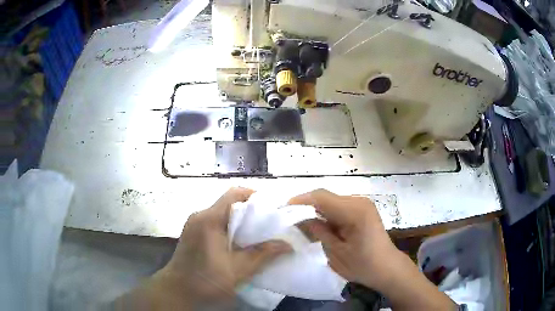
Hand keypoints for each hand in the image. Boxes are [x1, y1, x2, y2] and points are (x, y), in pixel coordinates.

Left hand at [164, 187, 291, 300]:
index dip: (255, 196)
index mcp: (209, 219)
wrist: (177, 291)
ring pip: (223, 214)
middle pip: (229, 203)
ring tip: (259, 234)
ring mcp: (195, 224)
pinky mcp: (193, 233)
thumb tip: (287, 244)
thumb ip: (263, 255)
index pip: (234, 194)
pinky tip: (240, 243)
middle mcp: (200, 216)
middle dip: (251, 211)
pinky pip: (215, 223)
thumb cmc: (206, 280)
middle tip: (270, 223)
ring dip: (241, 221)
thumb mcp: (238, 270)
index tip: (273, 209)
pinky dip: (230, 228)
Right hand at [289, 189, 398, 290]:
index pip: (321, 197)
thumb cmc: (363, 265)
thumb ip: (319, 232)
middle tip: (292, 221)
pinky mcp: (363, 210)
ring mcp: (362, 204)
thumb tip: (304, 219)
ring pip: (331, 202)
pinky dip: (327, 215)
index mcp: (354, 211)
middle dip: (307, 207)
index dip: (301, 200)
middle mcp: (359, 202)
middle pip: (326, 197)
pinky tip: (321, 227)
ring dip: (317, 212)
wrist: (387, 268)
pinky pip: (339, 208)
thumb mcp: (336, 253)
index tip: (284, 208)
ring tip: (303, 226)